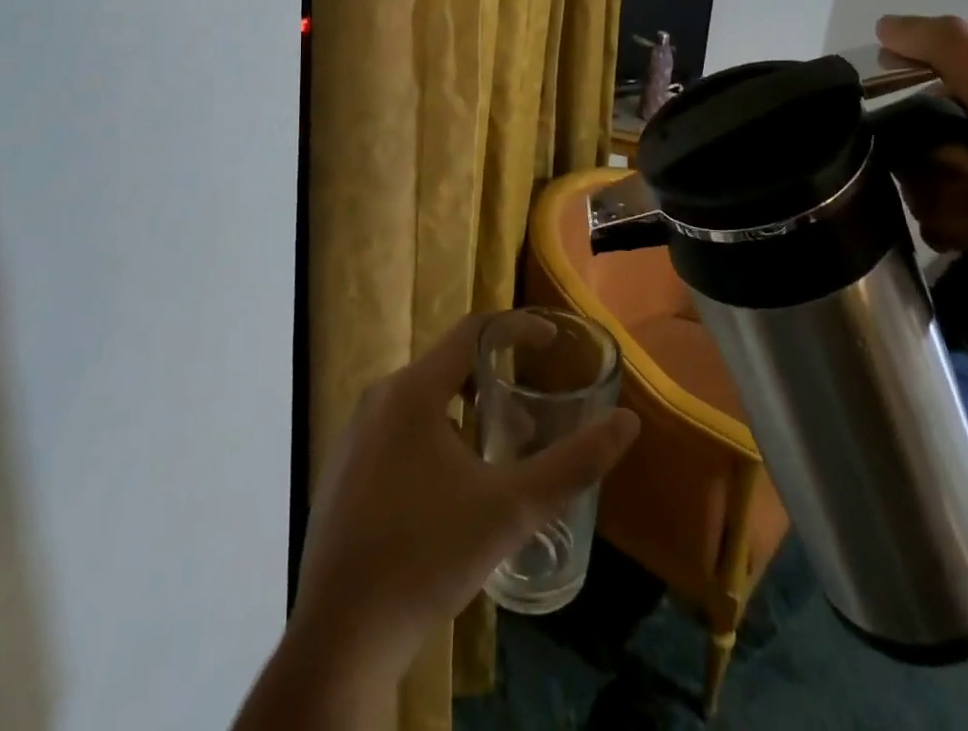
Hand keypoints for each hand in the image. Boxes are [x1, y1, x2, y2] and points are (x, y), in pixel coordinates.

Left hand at [288, 313, 639, 687]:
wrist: (339, 639)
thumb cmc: (428, 557)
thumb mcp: (511, 510)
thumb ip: (573, 464)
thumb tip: (628, 423)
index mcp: (412, 391)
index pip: (473, 331)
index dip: (516, 328)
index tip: (552, 342)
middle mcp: (378, 398)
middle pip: (447, 366)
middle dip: (494, 379)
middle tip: (532, 411)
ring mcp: (353, 435)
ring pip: (422, 401)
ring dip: (464, 410)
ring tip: (498, 450)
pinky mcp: (342, 469)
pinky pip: (397, 430)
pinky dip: (433, 435)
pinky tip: (450, 487)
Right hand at [876, 14, 967, 356]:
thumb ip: (952, 52)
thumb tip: (883, 25)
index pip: (915, 84)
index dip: (902, 96)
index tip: (904, 116)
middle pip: (908, 143)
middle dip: (932, 163)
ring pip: (915, 186)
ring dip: (947, 202)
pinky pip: (927, 224)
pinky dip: (951, 231)